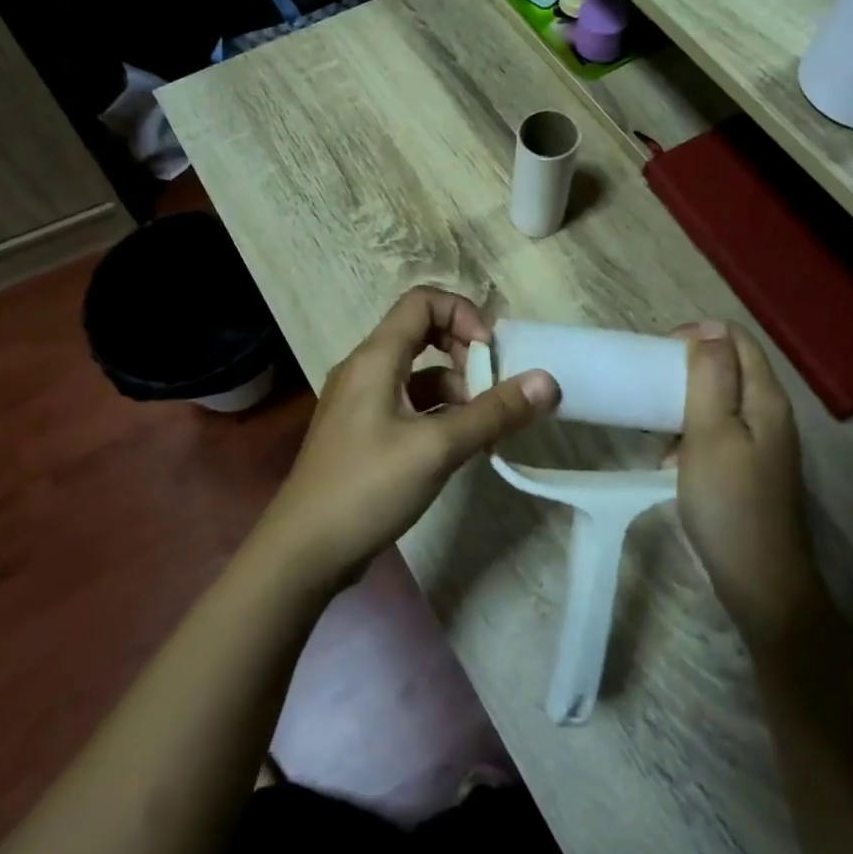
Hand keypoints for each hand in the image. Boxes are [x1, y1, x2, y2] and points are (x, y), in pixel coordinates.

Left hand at [255, 287, 558, 588]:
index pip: (422, 301)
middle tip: (494, 388)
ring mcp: (361, 401)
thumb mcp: (437, 448)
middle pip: (422, 333)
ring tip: (486, 426)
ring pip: (418, 373)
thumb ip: (493, 412)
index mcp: (375, 358)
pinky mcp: (364, 432)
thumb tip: (547, 381)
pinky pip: (409, 403)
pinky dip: (439, 413)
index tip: (490, 353)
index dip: (463, 314)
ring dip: (457, 388)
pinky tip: (461, 444)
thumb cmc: (367, 488)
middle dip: (465, 353)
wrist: (304, 551)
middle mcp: (365, 369)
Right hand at [674, 321, 822, 648]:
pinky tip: (669, 459)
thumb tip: (709, 327)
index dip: (697, 335)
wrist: (759, 582)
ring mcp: (763, 442)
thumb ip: (710, 376)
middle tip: (650, 387)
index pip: (735, 338)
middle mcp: (770, 413)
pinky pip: (718, 431)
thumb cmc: (728, 502)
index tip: (658, 356)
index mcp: (765, 397)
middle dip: (687, 368)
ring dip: (684, 403)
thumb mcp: (710, 432)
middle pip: (729, 366)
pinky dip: (691, 434)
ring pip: (720, 400)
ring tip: (654, 423)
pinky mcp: (750, 467)